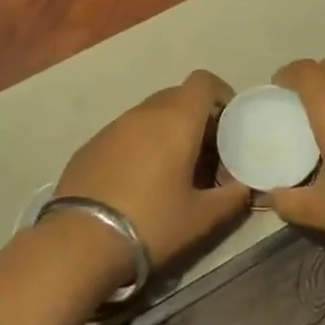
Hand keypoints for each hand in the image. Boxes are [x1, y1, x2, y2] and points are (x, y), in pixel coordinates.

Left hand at [55, 70, 250, 275]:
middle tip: (206, 153)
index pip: (203, 81)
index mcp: (176, 120)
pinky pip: (125, 133)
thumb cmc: (151, 223)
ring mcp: (112, 127)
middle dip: (196, 117)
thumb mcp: (201, 219)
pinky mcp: (89, 146)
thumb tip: (245, 188)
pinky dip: (139, 145)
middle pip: (177, 97)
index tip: (229, 123)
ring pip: (149, 115)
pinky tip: (137, 183)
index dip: (221, 95)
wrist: (79, 243)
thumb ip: (232, 198)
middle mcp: (144, 113)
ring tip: (172, 171)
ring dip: (166, 132)